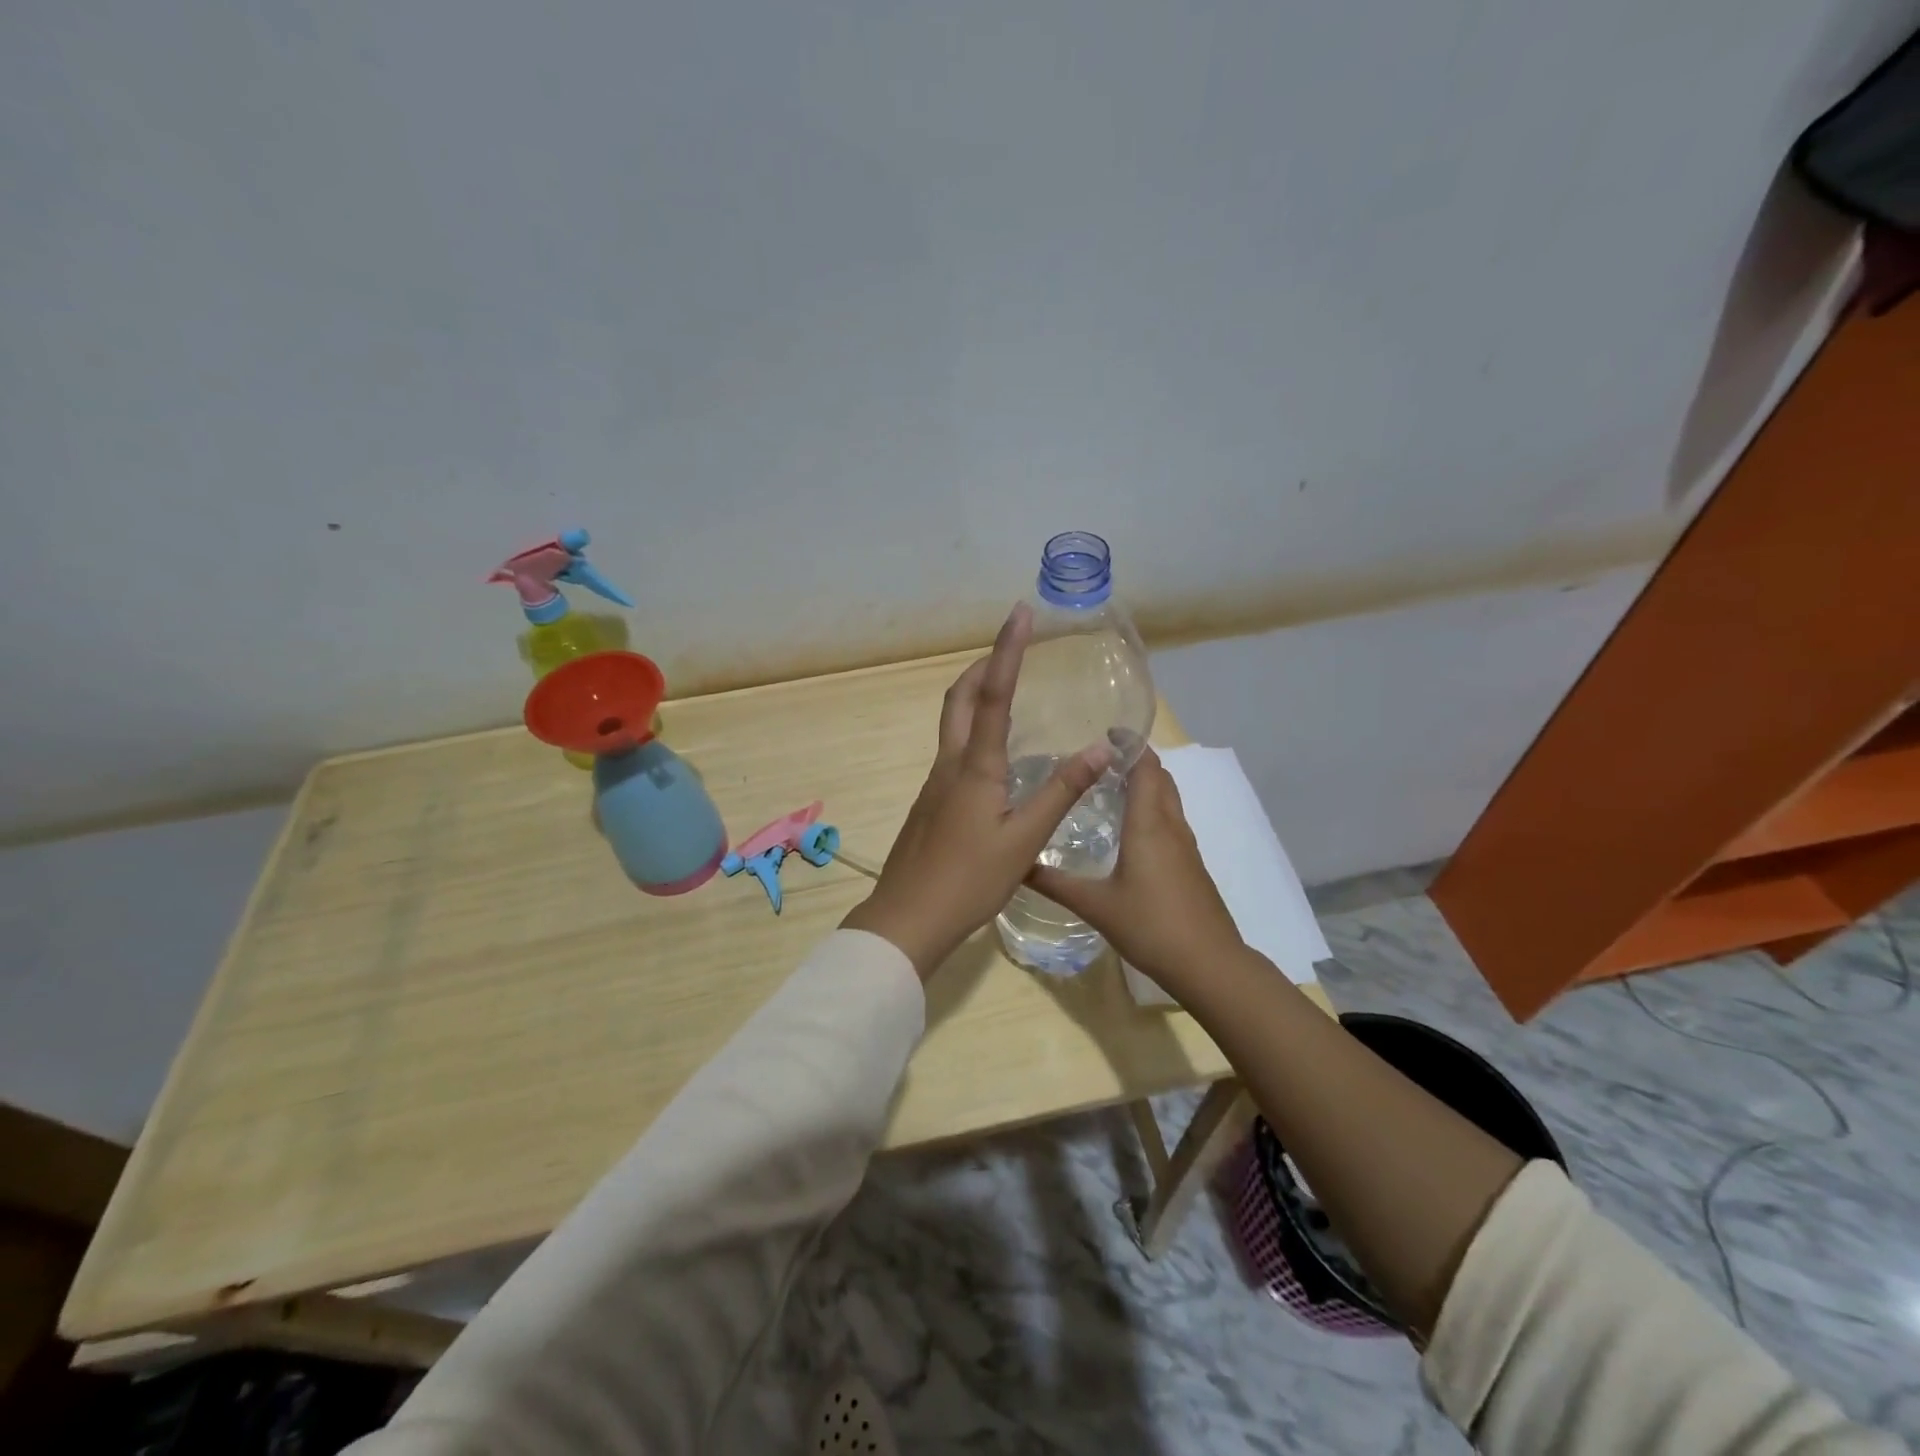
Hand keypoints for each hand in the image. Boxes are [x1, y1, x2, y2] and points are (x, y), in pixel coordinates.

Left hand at [842, 604, 1112, 978]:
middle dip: (982, 665)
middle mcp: (949, 765)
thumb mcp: (1024, 840)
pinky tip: (995, 760)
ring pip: (951, 724)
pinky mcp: (930, 804)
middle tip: (1011, 649)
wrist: (907, 917)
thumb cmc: (968, 880)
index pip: (992, 694)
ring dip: (974, 696)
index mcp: (974, 767)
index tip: (1018, 613)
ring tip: (1006, 691)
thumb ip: (1061, 792)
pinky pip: (952, 752)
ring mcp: (934, 784)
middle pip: (958, 698)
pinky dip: (972, 732)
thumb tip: (1102, 747)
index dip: (1007, 651)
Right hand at [1028, 746, 1243, 990]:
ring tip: (1111, 785)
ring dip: (1147, 783)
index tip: (1106, 732)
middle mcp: (1171, 826)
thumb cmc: (1151, 925)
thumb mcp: (1095, 905)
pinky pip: (1172, 820)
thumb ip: (1056, 883)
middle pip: (1160, 777)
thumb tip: (1018, 866)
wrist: (1208, 963)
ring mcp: (1186, 846)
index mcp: (1149, 824)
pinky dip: (1153, 808)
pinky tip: (1131, 829)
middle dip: (1136, 760)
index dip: (1129, 744)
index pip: (1145, 767)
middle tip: (1100, 759)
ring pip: (1169, 799)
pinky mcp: (1191, 864)